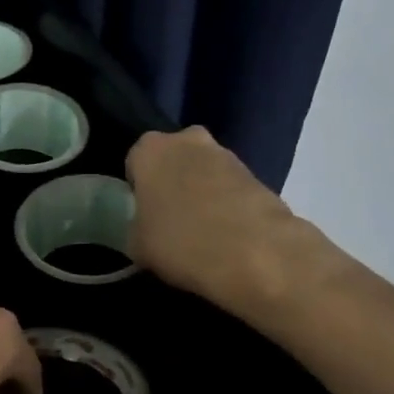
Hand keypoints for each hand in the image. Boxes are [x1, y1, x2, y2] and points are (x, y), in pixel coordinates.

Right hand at [126, 127, 330, 312]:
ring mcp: (227, 154)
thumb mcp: (137, 245)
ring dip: (201, 192)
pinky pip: (231, 188)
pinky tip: (228, 235)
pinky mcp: (258, 174)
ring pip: (204, 171)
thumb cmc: (180, 242)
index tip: (143, 214)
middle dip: (172, 182)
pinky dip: (227, 205)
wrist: (256, 254)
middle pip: (173, 160)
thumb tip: (146, 230)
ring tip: (203, 232)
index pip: (135, 163)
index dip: (138, 190)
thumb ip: (136, 228)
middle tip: (171, 219)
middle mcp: (188, 140)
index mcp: (150, 149)